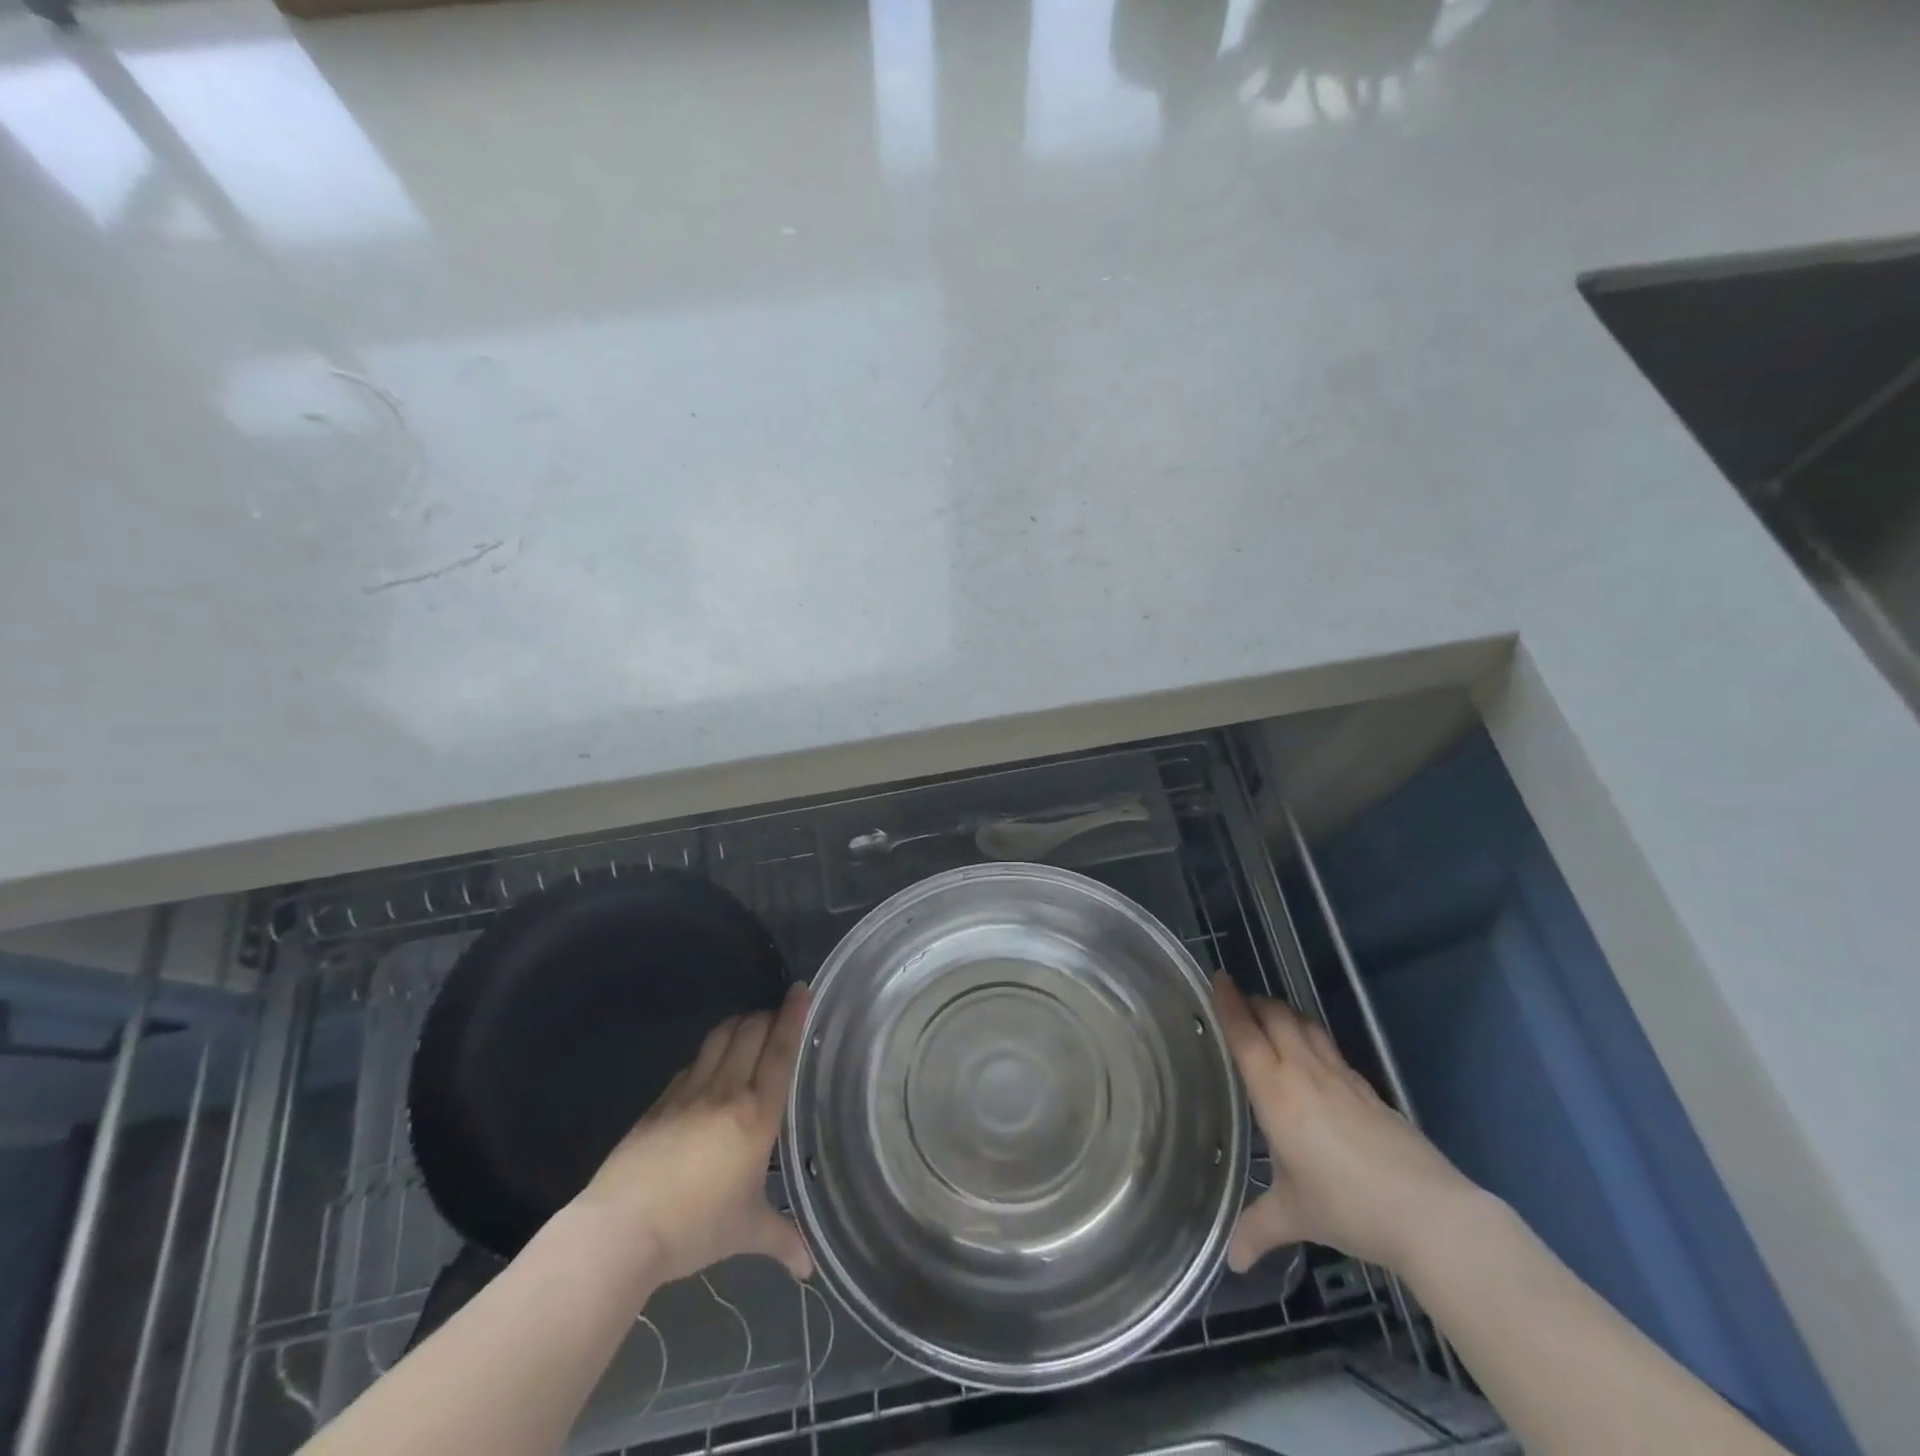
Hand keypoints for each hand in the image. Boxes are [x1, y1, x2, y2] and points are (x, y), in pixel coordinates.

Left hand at [577, 983, 813, 1286]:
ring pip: (719, 1039)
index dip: (793, 1016)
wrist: (622, 1229)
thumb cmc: (696, 1227)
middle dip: (767, 1016)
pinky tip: (709, 1066)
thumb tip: (809, 1268)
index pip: (780, 1051)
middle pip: (750, 1032)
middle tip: (779, 1015)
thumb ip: (782, 1240)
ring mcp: (689, 1093)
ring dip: (738, 1025)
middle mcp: (727, 1091)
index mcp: (757, 1115)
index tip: (801, 988)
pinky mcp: (660, 1102)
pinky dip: (708, 1054)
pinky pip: (692, 1064)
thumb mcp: (746, 1233)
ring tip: (749, 1027)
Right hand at [1213, 975, 1477, 1275]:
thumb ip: (1258, 1229)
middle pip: (1276, 1016)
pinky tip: (1313, 1058)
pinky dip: (1312, 1038)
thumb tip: (1232, 1260)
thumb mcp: (1295, 1217)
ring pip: (1306, 1025)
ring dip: (1285, 1013)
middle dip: (1255, 1001)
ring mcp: (1340, 1077)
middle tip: (1239, 999)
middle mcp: (1304, 1072)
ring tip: (1271, 1017)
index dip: (1230, 1003)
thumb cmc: (1347, 1207)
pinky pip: (1330, 1048)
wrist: (1429, 1213)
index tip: (1219, 976)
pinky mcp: (1368, 1089)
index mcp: (1276, 1091)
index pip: (1246, 1034)